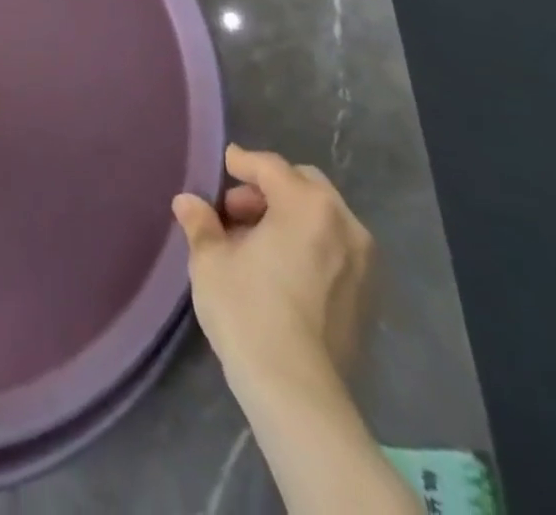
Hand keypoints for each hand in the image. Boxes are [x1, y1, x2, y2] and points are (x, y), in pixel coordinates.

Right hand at [171, 144, 374, 400]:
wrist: (297, 393)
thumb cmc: (248, 310)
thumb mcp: (210, 260)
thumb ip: (200, 223)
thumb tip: (188, 202)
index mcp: (307, 205)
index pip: (270, 167)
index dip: (242, 163)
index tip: (223, 165)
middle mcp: (344, 225)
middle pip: (304, 186)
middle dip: (269, 190)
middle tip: (235, 210)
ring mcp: (363, 264)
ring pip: (322, 218)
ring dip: (289, 217)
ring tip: (254, 242)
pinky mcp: (368, 299)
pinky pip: (335, 250)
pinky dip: (309, 245)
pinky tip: (280, 269)